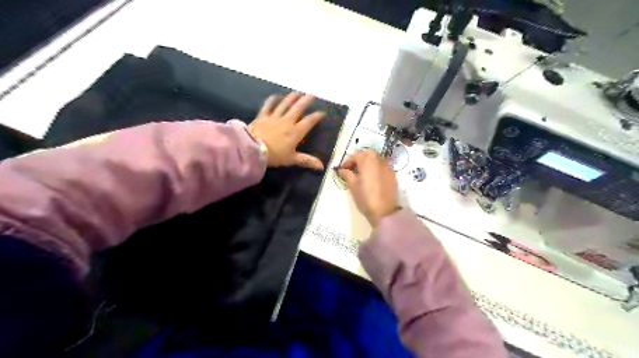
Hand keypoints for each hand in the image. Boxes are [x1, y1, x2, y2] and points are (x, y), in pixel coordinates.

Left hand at [249, 93, 326, 169]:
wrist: (254, 149)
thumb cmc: (275, 155)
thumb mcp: (292, 159)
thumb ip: (307, 161)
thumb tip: (322, 167)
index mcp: (296, 131)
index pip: (309, 121)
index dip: (317, 116)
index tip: (322, 113)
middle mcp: (287, 121)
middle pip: (298, 107)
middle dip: (306, 100)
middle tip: (312, 94)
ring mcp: (274, 117)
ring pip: (285, 104)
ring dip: (292, 97)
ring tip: (298, 93)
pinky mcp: (263, 116)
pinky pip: (268, 105)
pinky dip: (272, 100)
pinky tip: (275, 96)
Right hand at [336, 150, 397, 227]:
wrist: (384, 211)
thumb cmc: (365, 198)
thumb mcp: (353, 186)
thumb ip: (347, 174)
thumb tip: (341, 170)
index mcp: (367, 162)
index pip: (356, 154)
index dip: (348, 160)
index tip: (344, 169)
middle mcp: (378, 161)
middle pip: (368, 152)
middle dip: (360, 158)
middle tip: (354, 169)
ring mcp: (387, 167)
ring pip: (377, 158)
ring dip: (369, 162)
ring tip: (364, 173)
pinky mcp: (393, 174)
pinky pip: (384, 166)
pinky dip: (377, 168)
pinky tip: (374, 178)